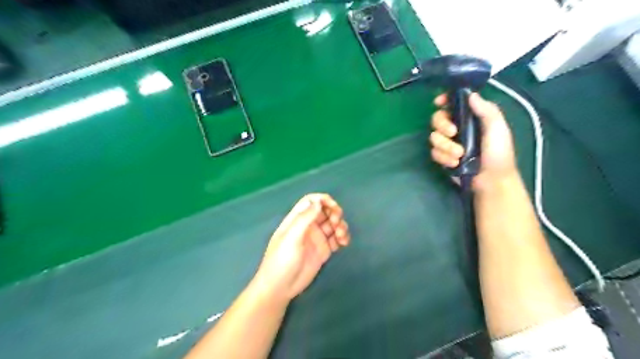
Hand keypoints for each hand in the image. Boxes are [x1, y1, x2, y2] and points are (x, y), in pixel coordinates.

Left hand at [253, 193, 348, 299]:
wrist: (280, 288)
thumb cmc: (281, 260)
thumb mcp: (291, 238)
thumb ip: (304, 219)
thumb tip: (318, 202)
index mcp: (297, 219)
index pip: (311, 201)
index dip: (323, 200)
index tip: (333, 206)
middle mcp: (308, 226)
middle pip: (325, 211)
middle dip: (334, 213)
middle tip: (336, 223)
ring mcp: (316, 238)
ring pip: (333, 224)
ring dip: (340, 226)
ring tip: (341, 236)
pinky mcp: (323, 251)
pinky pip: (336, 239)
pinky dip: (342, 237)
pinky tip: (344, 242)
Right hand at [430, 94, 518, 191]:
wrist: (491, 181)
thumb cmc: (499, 153)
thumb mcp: (498, 129)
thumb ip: (487, 110)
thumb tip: (471, 95)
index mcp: (471, 117)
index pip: (453, 103)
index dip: (444, 100)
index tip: (439, 102)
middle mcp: (457, 127)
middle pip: (437, 118)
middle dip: (442, 125)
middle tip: (453, 132)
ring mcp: (449, 143)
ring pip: (434, 137)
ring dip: (445, 146)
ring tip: (459, 155)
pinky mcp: (443, 157)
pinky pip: (434, 152)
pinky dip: (444, 158)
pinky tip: (455, 164)